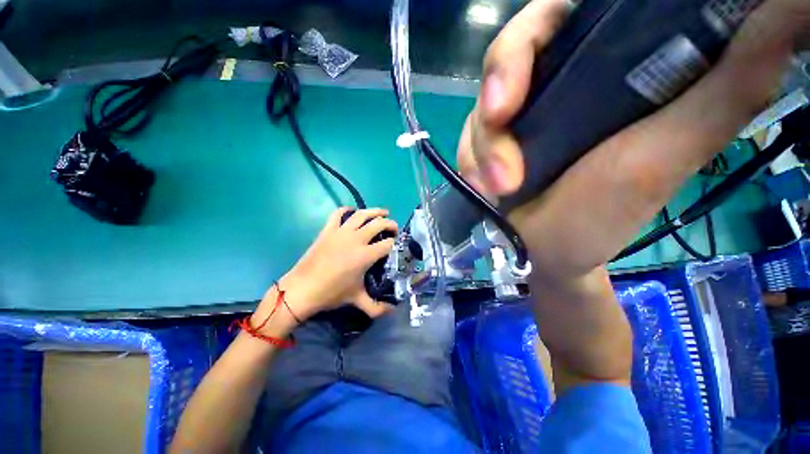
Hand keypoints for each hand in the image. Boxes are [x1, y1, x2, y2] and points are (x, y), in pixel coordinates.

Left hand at [252, 207, 397, 335]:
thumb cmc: (331, 293)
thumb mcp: (356, 300)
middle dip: (391, 224)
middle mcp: (356, 239)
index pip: (388, 244)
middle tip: (394, 230)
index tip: (398, 246)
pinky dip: (347, 209)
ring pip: (362, 214)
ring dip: (375, 211)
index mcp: (365, 255)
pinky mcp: (328, 230)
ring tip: (383, 212)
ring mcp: (341, 232)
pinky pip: (338, 214)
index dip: (396, 243)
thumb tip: (392, 312)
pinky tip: (353, 211)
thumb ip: (377, 307)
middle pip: (379, 224)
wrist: (301, 289)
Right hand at [458, 0, 807, 279]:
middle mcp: (555, 82)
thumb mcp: (669, 155)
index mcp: (605, 66)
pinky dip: (471, 160)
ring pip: (481, 105)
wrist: (546, 248)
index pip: (565, 11)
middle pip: (511, 52)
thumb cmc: (603, 217)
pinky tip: (485, 185)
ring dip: (483, 147)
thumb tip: (790, 13)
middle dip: (498, 89)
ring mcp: (515, 115)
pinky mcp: (487, 143)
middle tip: (500, 121)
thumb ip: (731, 86)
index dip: (541, 25)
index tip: (532, 65)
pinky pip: (467, 138)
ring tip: (499, 186)